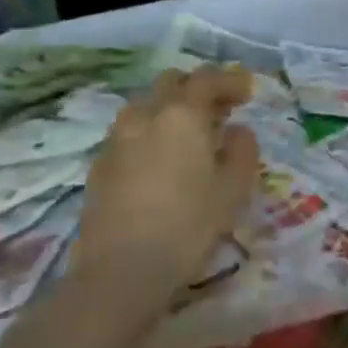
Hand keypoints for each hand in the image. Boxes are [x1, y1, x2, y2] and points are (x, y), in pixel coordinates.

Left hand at [79, 67, 260, 297]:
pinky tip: (158, 159)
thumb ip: (242, 150)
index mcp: (182, 115)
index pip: (207, 78)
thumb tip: (238, 131)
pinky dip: (148, 132)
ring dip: (168, 107)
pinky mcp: (99, 164)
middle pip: (170, 82)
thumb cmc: (188, 225)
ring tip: (186, 133)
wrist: (121, 270)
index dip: (230, 80)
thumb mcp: (234, 189)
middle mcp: (146, 115)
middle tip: (218, 109)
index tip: (247, 92)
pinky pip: (128, 131)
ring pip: (144, 104)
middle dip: (196, 88)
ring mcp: (117, 138)